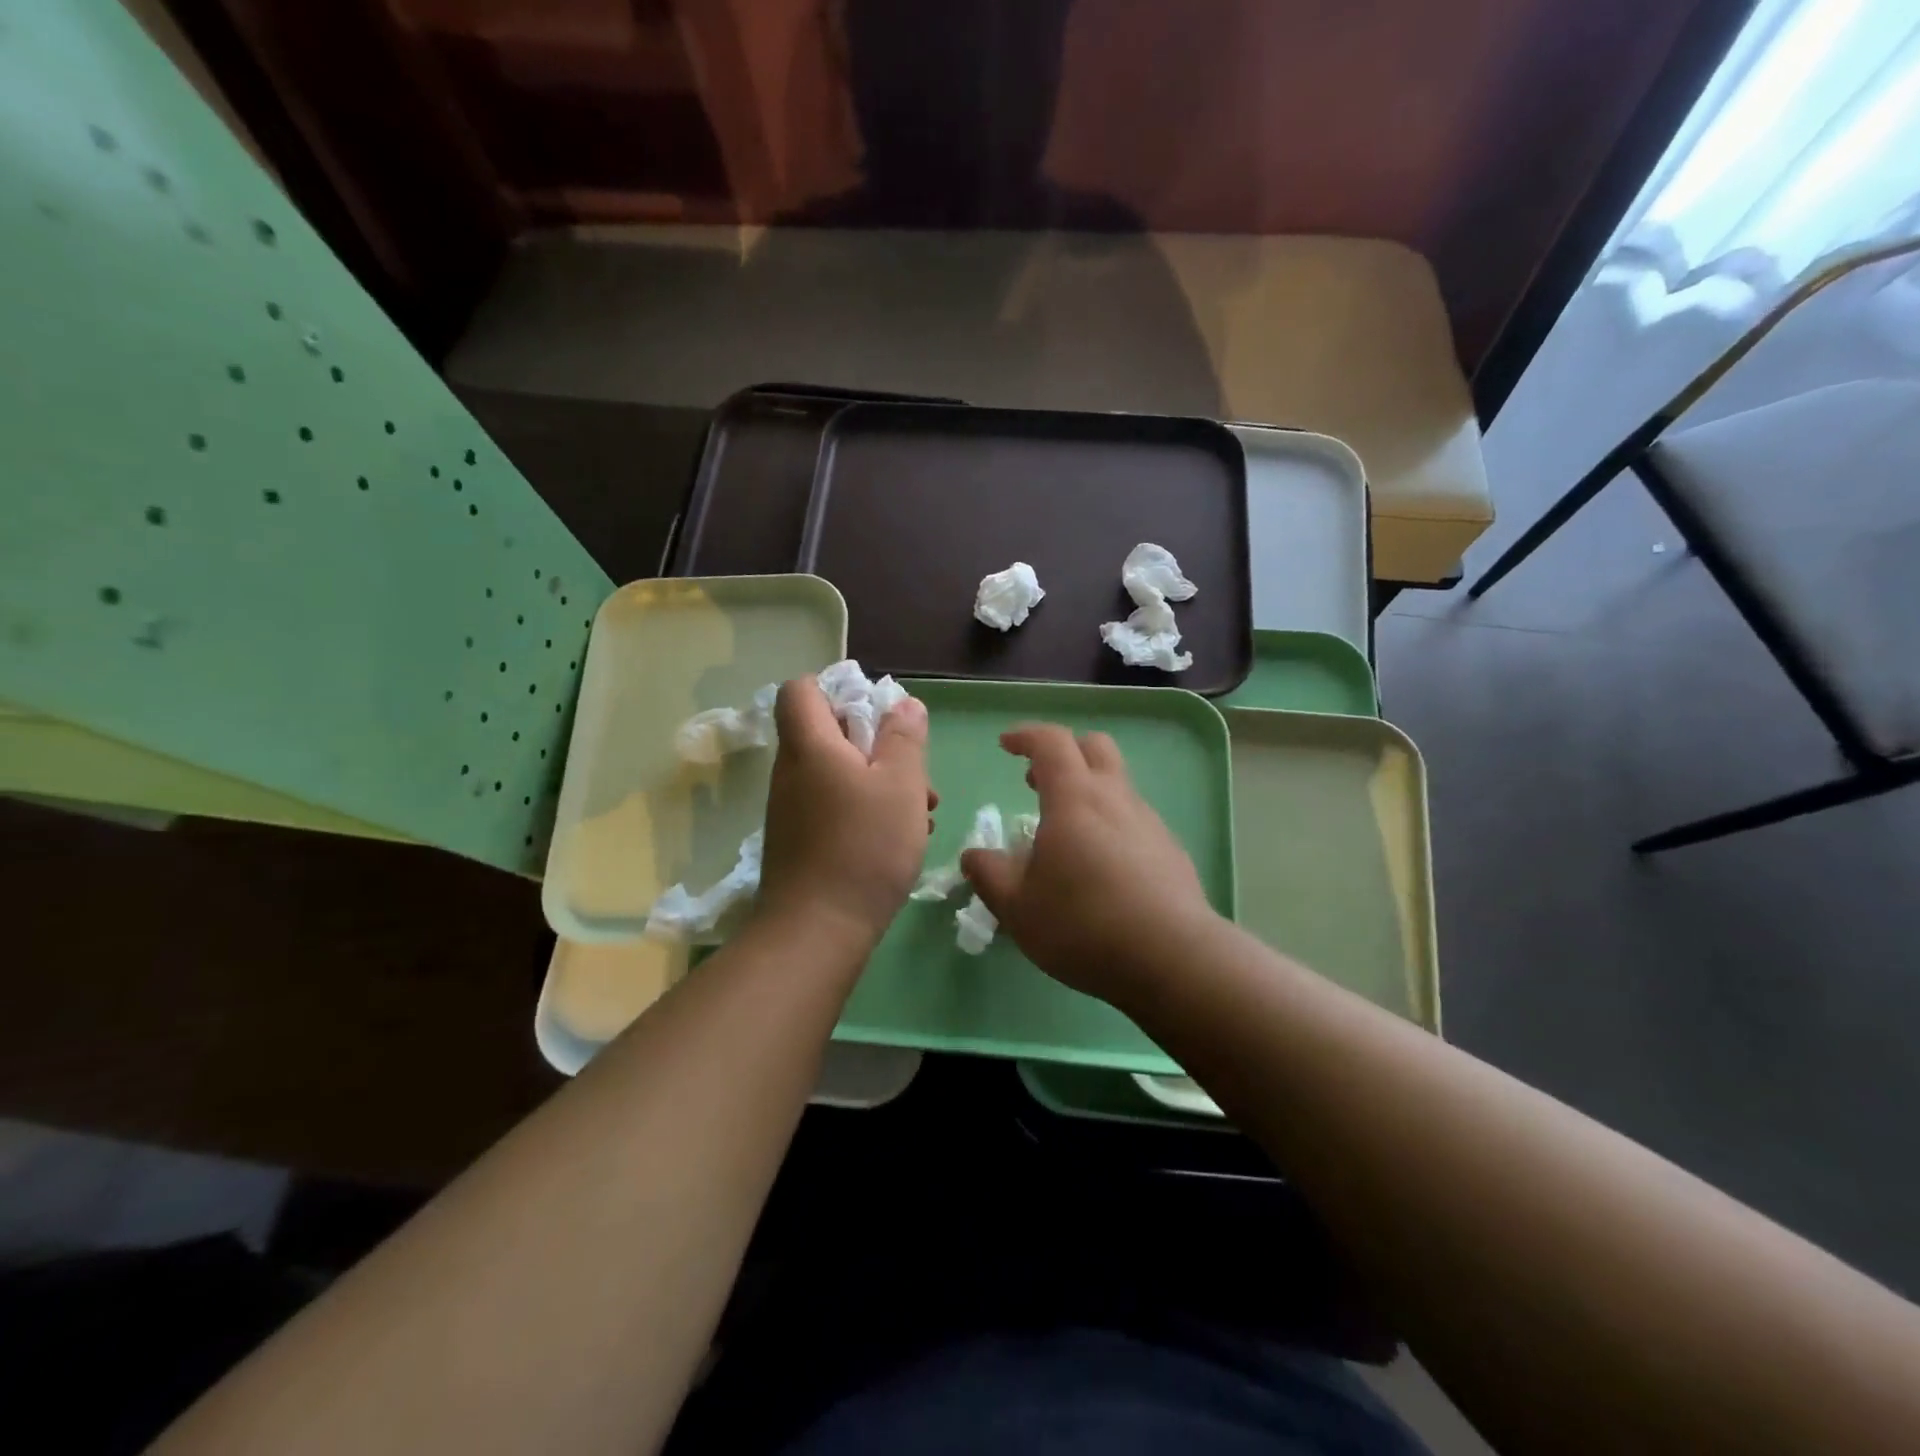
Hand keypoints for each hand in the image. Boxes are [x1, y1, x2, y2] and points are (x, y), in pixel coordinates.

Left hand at [755, 677, 934, 948]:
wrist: (817, 932)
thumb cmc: (864, 847)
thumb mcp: (901, 785)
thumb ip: (904, 738)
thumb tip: (903, 704)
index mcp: (809, 745)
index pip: (801, 690)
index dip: (837, 688)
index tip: (877, 713)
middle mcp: (793, 772)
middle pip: (831, 734)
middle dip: (879, 745)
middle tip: (915, 773)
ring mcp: (794, 809)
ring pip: (841, 775)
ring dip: (882, 783)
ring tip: (923, 811)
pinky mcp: (802, 842)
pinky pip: (836, 807)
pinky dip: (867, 811)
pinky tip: (902, 838)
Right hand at [961, 724, 1216, 1000]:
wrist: (1172, 958)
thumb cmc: (1083, 924)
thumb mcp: (1017, 907)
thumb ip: (989, 875)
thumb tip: (974, 855)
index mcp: (1074, 798)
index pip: (1051, 742)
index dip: (1026, 735)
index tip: (1005, 745)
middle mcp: (1115, 798)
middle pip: (1095, 747)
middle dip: (1064, 752)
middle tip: (1036, 780)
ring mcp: (1149, 823)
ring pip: (1118, 784)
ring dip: (1088, 791)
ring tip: (1065, 834)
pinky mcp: (1171, 851)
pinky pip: (1135, 820)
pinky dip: (1111, 824)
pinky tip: (1102, 868)